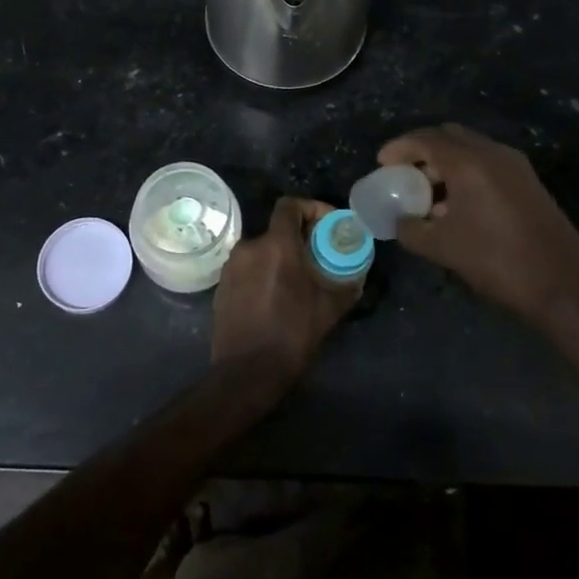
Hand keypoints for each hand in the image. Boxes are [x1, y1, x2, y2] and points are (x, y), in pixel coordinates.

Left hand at [212, 196, 357, 387]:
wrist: (246, 372)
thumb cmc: (291, 334)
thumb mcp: (328, 310)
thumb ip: (346, 286)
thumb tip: (357, 276)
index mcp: (276, 245)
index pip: (289, 205)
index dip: (310, 208)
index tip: (326, 225)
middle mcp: (249, 247)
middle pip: (276, 230)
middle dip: (298, 239)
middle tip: (317, 257)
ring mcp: (231, 267)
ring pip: (261, 250)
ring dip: (279, 258)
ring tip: (297, 281)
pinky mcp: (221, 287)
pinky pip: (247, 269)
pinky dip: (262, 274)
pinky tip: (275, 298)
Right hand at [378, 123, 578, 326]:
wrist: (563, 286)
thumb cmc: (496, 261)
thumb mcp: (442, 248)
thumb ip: (411, 230)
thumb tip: (400, 222)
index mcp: (470, 162)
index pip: (426, 139)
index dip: (400, 147)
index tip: (382, 162)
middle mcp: (494, 154)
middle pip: (450, 136)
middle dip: (423, 149)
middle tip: (404, 171)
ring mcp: (516, 167)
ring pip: (472, 149)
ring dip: (446, 163)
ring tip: (427, 192)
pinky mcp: (530, 183)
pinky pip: (489, 165)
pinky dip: (467, 173)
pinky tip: (457, 205)